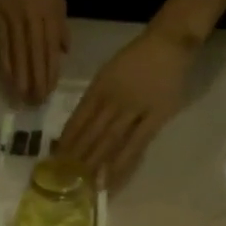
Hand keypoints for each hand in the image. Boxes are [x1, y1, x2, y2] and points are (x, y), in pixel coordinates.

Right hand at [0, 0, 67, 104]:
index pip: (51, 49)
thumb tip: (63, 53)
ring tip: (22, 98)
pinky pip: (2, 47)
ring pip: (19, 54)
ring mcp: (14, 18)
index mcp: (50, 13)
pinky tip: (8, 81)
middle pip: (36, 55)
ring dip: (21, 78)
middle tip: (37, 102)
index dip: (50, 72)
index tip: (49, 92)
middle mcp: (33, 17)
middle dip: (37, 80)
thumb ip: (60, 27)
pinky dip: (6, 66)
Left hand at [56, 25, 194, 186]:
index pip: (79, 118)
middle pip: (92, 132)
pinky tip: (110, 179)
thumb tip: (74, 130)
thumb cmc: (135, 60)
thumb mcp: (107, 73)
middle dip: (77, 156)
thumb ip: (93, 99)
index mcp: (100, 86)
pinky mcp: (155, 118)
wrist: (170, 41)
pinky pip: (136, 145)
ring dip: (95, 163)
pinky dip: (121, 164)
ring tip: (83, 183)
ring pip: (110, 140)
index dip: (67, 140)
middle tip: (65, 178)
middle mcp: (115, 98)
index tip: (55, 159)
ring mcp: (135, 108)